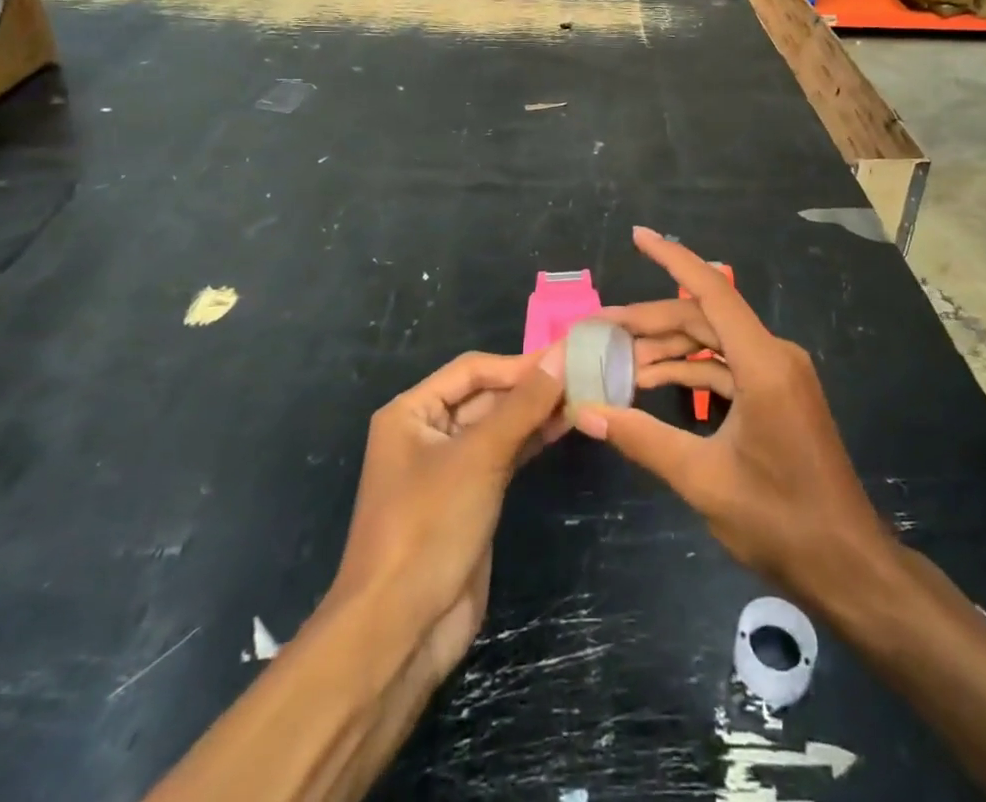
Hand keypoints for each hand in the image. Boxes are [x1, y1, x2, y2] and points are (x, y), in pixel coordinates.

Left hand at [332, 347, 567, 682]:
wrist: (400, 630)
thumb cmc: (429, 526)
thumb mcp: (479, 456)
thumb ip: (523, 404)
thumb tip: (561, 354)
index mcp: (411, 412)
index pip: (473, 370)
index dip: (519, 363)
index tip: (567, 357)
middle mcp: (427, 432)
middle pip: (486, 395)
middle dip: (530, 387)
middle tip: (584, 375)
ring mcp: (448, 468)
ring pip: (498, 426)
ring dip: (536, 413)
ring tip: (583, 397)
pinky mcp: (469, 498)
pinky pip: (503, 456)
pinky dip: (531, 441)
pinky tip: (563, 429)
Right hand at [573, 227, 890, 604]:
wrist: (848, 565)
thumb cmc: (780, 520)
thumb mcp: (702, 479)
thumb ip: (642, 438)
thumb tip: (586, 411)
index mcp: (763, 362)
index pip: (711, 290)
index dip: (672, 258)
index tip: (638, 236)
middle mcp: (774, 354)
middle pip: (704, 318)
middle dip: (651, 320)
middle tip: (600, 327)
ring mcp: (779, 374)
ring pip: (714, 343)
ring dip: (668, 348)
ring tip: (618, 358)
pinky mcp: (778, 394)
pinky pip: (728, 367)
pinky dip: (692, 371)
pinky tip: (654, 381)